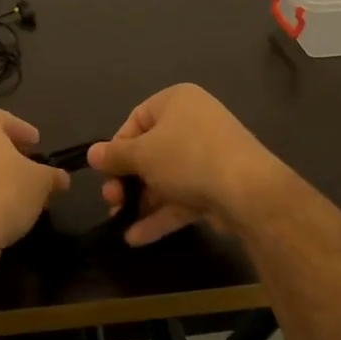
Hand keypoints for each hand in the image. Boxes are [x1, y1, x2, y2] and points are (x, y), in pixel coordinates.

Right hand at [88, 84, 287, 245]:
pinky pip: (181, 198)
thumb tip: (93, 154)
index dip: (117, 146)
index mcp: (177, 102)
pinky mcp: (216, 187)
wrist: (248, 191)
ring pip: (165, 178)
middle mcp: (193, 124)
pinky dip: (160, 215)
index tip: (106, 170)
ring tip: (119, 221)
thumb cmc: (186, 158)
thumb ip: (115, 155)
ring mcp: (207, 157)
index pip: (136, 119)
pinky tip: (136, 238)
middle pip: (149, 152)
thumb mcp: (142, 154)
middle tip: (111, 199)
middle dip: (126, 179)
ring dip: (140, 200)